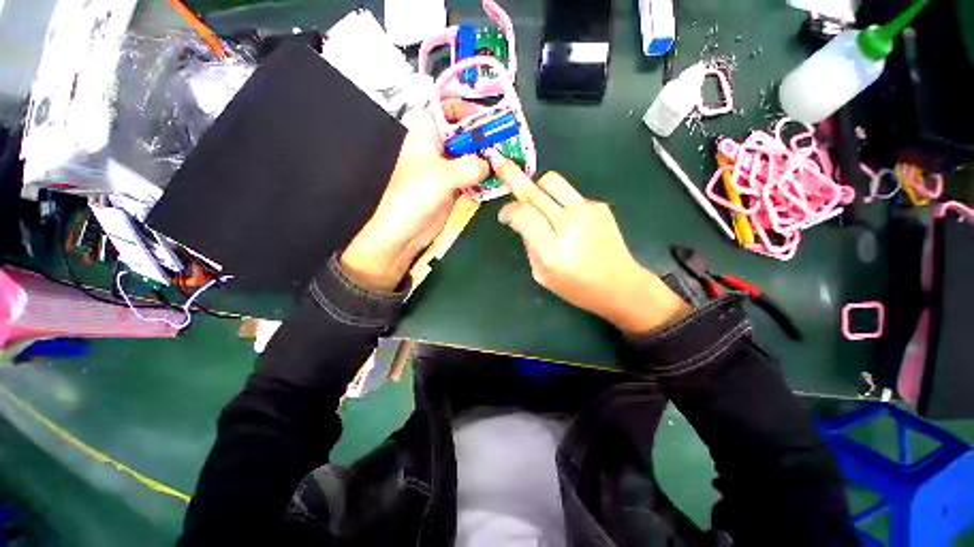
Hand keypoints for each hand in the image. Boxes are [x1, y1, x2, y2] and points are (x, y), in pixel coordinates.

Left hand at [341, 101, 489, 290]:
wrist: (406, 231)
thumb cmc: (414, 197)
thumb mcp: (441, 176)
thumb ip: (469, 166)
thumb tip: (490, 165)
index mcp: (427, 132)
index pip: (448, 106)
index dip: (468, 108)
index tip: (491, 118)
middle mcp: (438, 145)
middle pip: (465, 132)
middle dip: (485, 136)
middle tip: (508, 142)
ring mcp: (447, 167)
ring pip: (471, 154)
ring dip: (488, 158)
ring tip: (508, 160)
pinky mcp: (455, 185)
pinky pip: (473, 175)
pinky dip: (485, 176)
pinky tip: (498, 178)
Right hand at [492, 156, 689, 333]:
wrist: (620, 285)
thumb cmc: (577, 287)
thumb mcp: (542, 275)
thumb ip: (529, 245)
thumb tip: (522, 223)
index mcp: (552, 248)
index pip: (522, 214)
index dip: (508, 210)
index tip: (504, 216)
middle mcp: (569, 223)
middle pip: (534, 191)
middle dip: (512, 176)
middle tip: (501, 166)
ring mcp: (587, 210)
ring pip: (552, 181)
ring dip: (537, 186)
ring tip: (534, 198)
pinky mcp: (599, 205)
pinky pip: (570, 194)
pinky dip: (559, 201)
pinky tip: (564, 218)